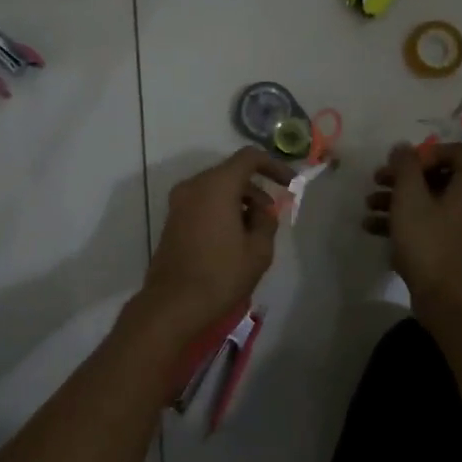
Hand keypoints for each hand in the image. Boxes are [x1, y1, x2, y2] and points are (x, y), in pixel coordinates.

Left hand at [138, 147, 294, 336]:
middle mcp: (194, 186)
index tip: (289, 184)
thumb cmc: (220, 275)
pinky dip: (222, 209)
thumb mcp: (258, 250)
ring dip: (239, 201)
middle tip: (272, 216)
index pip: (249, 157)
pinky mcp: (173, 219)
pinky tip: (233, 238)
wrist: (173, 304)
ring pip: (217, 188)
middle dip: (256, 189)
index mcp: (217, 186)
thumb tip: (263, 210)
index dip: (273, 165)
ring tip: (254, 232)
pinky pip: (203, 202)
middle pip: (231, 173)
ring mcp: (179, 202)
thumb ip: (267, 221)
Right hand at [364, 142, 461, 308]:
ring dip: (396, 199)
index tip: (401, 165)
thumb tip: (403, 147)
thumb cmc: (428, 241)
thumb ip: (405, 167)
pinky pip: (425, 225)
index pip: (454, 152)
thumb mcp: (410, 197)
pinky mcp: (449, 248)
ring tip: (368, 206)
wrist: (446, 298)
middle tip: (376, 180)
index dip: (426, 152)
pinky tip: (372, 228)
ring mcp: (461, 228)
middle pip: (436, 177)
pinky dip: (402, 222)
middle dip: (403, 177)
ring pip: (427, 202)